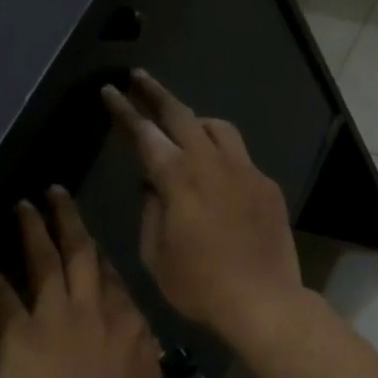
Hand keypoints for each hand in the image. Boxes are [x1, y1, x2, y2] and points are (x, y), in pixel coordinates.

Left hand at [0, 188, 162, 377]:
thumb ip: (139, 356)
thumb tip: (138, 343)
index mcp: (132, 325)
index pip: (112, 278)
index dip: (96, 255)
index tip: (85, 240)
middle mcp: (96, 310)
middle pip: (81, 255)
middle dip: (68, 220)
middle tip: (55, 192)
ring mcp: (56, 320)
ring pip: (44, 262)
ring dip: (31, 231)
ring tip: (22, 205)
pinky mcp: (20, 338)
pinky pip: (1, 298)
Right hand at [100, 70, 303, 348]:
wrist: (263, 300)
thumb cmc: (199, 285)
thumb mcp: (156, 254)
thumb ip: (151, 209)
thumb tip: (153, 183)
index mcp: (178, 179)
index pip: (145, 134)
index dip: (124, 111)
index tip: (110, 92)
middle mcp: (212, 163)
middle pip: (182, 114)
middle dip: (156, 93)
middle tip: (139, 78)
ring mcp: (245, 171)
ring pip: (218, 127)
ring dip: (195, 121)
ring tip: (182, 129)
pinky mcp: (266, 185)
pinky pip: (240, 156)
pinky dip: (221, 154)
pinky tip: (216, 176)